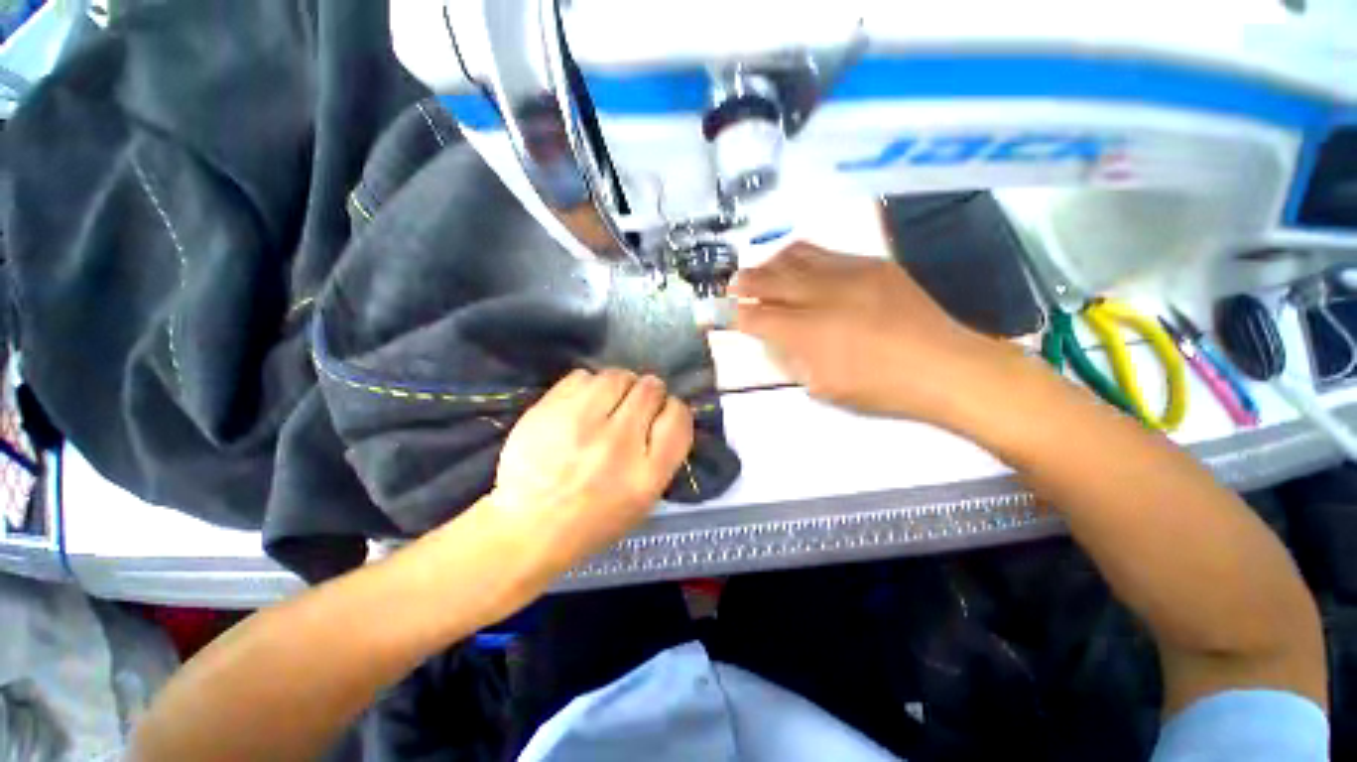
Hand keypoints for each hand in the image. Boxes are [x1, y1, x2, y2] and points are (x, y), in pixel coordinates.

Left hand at [479, 369, 693, 576]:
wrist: (528, 527)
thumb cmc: (593, 520)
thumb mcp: (644, 500)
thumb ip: (662, 455)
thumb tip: (664, 412)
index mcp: (647, 473)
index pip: (677, 416)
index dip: (672, 409)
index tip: (661, 414)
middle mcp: (618, 443)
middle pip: (650, 389)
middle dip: (648, 392)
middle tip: (634, 405)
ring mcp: (581, 423)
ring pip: (617, 376)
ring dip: (619, 385)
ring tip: (607, 402)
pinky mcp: (548, 410)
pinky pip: (582, 376)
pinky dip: (587, 386)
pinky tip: (581, 404)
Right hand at [730, 243, 1004, 424]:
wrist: (944, 365)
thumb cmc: (880, 389)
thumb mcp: (823, 387)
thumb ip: (791, 360)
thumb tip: (774, 339)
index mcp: (809, 334)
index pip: (759, 318)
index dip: (739, 316)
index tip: (728, 314)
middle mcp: (823, 297)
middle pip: (770, 280)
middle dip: (745, 282)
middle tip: (733, 285)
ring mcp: (849, 274)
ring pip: (795, 258)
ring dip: (770, 264)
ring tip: (761, 271)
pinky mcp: (871, 264)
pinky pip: (825, 252)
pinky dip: (801, 257)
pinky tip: (796, 265)